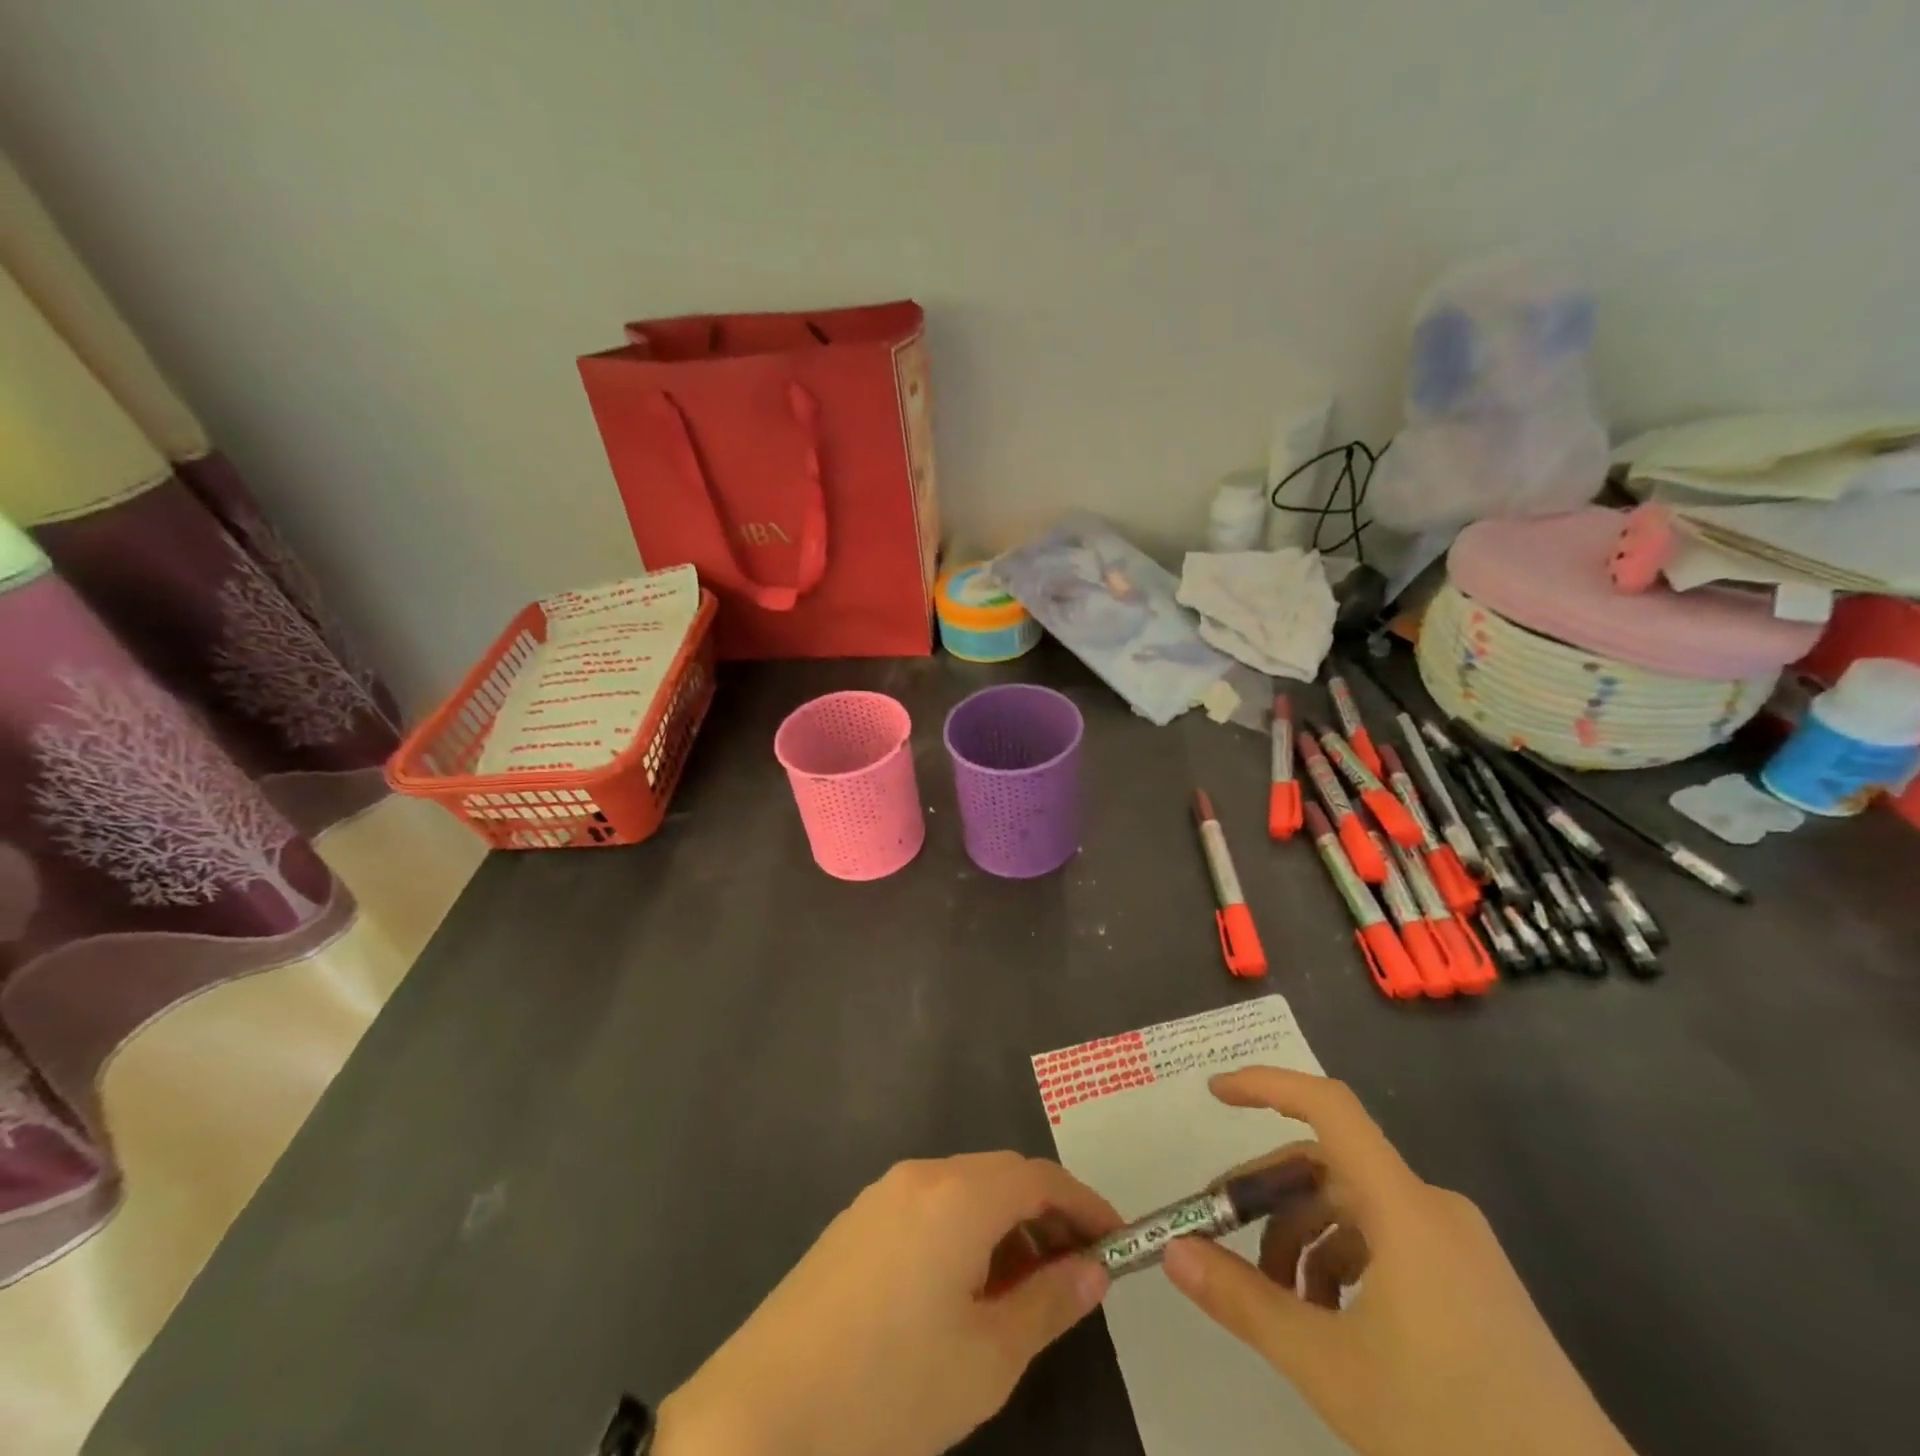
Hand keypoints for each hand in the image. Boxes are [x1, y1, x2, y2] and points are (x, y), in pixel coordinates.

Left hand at [657, 1152, 1120, 1455]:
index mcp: (957, 1194)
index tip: (1117, 1242)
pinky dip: (964, 1233)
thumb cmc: (889, 1388)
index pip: (1039, 1177)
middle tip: (1077, 1272)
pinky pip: (929, 1207)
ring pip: (963, 1191)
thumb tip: (1093, 1269)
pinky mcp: (855, 1222)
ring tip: (1025, 1291)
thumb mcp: (986, 1358)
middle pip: (1001, 1176)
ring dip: (1004, 1226)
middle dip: (1046, 1215)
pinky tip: (964, 1290)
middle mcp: (920, 1175)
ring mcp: (881, 1194)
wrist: (760, 1415)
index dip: (1084, 1204)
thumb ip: (1048, 1303)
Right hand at [1161, 1068, 1634, 1455]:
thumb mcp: (1331, 1368)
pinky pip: (1389, 1244)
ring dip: (1304, 1239)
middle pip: (1330, 1166)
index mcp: (1406, 1209)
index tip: (1214, 1094)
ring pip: (1356, 1210)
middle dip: (1271, 1194)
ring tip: (1277, 1301)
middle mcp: (1434, 1210)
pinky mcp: (1475, 1287)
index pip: (1328, 1107)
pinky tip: (1330, 1321)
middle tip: (1223, 1232)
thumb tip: (1172, 1252)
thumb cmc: (1456, 1434)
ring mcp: (1459, 1248)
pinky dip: (1343, 1263)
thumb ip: (1244, 1301)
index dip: (1267, 1085)